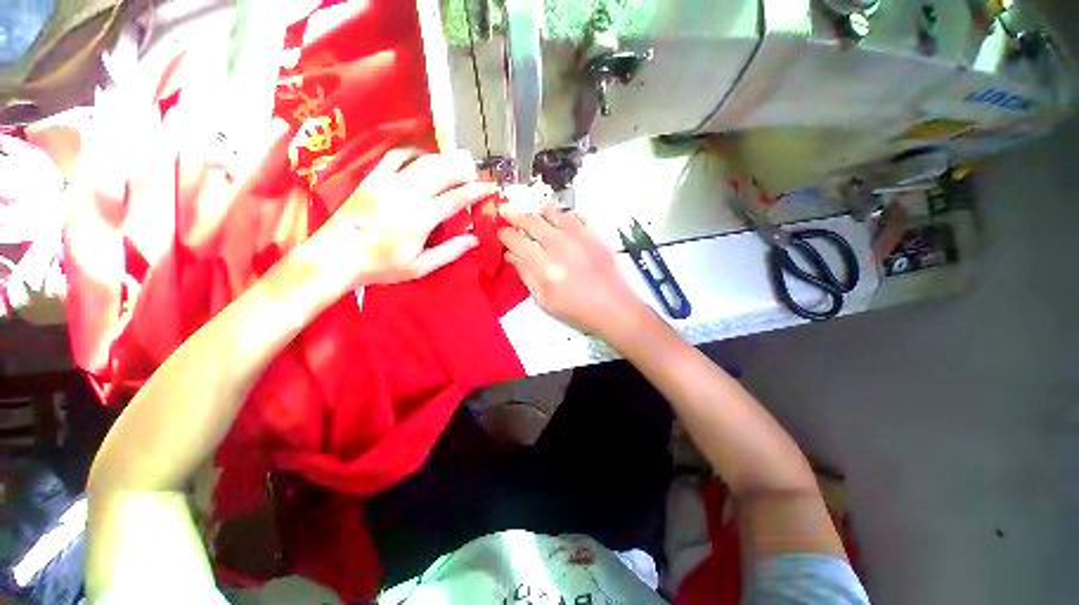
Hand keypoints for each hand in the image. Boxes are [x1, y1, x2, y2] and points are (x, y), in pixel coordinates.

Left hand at [308, 148, 496, 287]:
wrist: (336, 257)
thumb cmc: (381, 266)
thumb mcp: (420, 267)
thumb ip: (450, 251)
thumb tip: (474, 239)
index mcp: (421, 218)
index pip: (456, 198)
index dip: (476, 191)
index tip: (490, 187)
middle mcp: (407, 194)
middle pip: (442, 171)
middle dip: (463, 168)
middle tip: (476, 171)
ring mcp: (387, 182)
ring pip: (422, 161)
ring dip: (443, 158)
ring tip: (457, 161)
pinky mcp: (372, 178)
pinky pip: (395, 156)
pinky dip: (413, 152)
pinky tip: (423, 156)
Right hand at [498, 203, 649, 340]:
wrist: (614, 308)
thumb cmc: (577, 311)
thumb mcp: (544, 301)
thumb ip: (526, 274)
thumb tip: (512, 255)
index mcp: (544, 265)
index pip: (517, 240)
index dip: (505, 234)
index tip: (500, 233)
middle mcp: (560, 245)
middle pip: (532, 220)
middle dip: (515, 214)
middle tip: (506, 210)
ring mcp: (580, 236)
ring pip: (554, 212)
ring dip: (540, 211)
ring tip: (534, 214)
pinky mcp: (595, 234)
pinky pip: (577, 215)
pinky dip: (566, 214)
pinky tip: (562, 220)